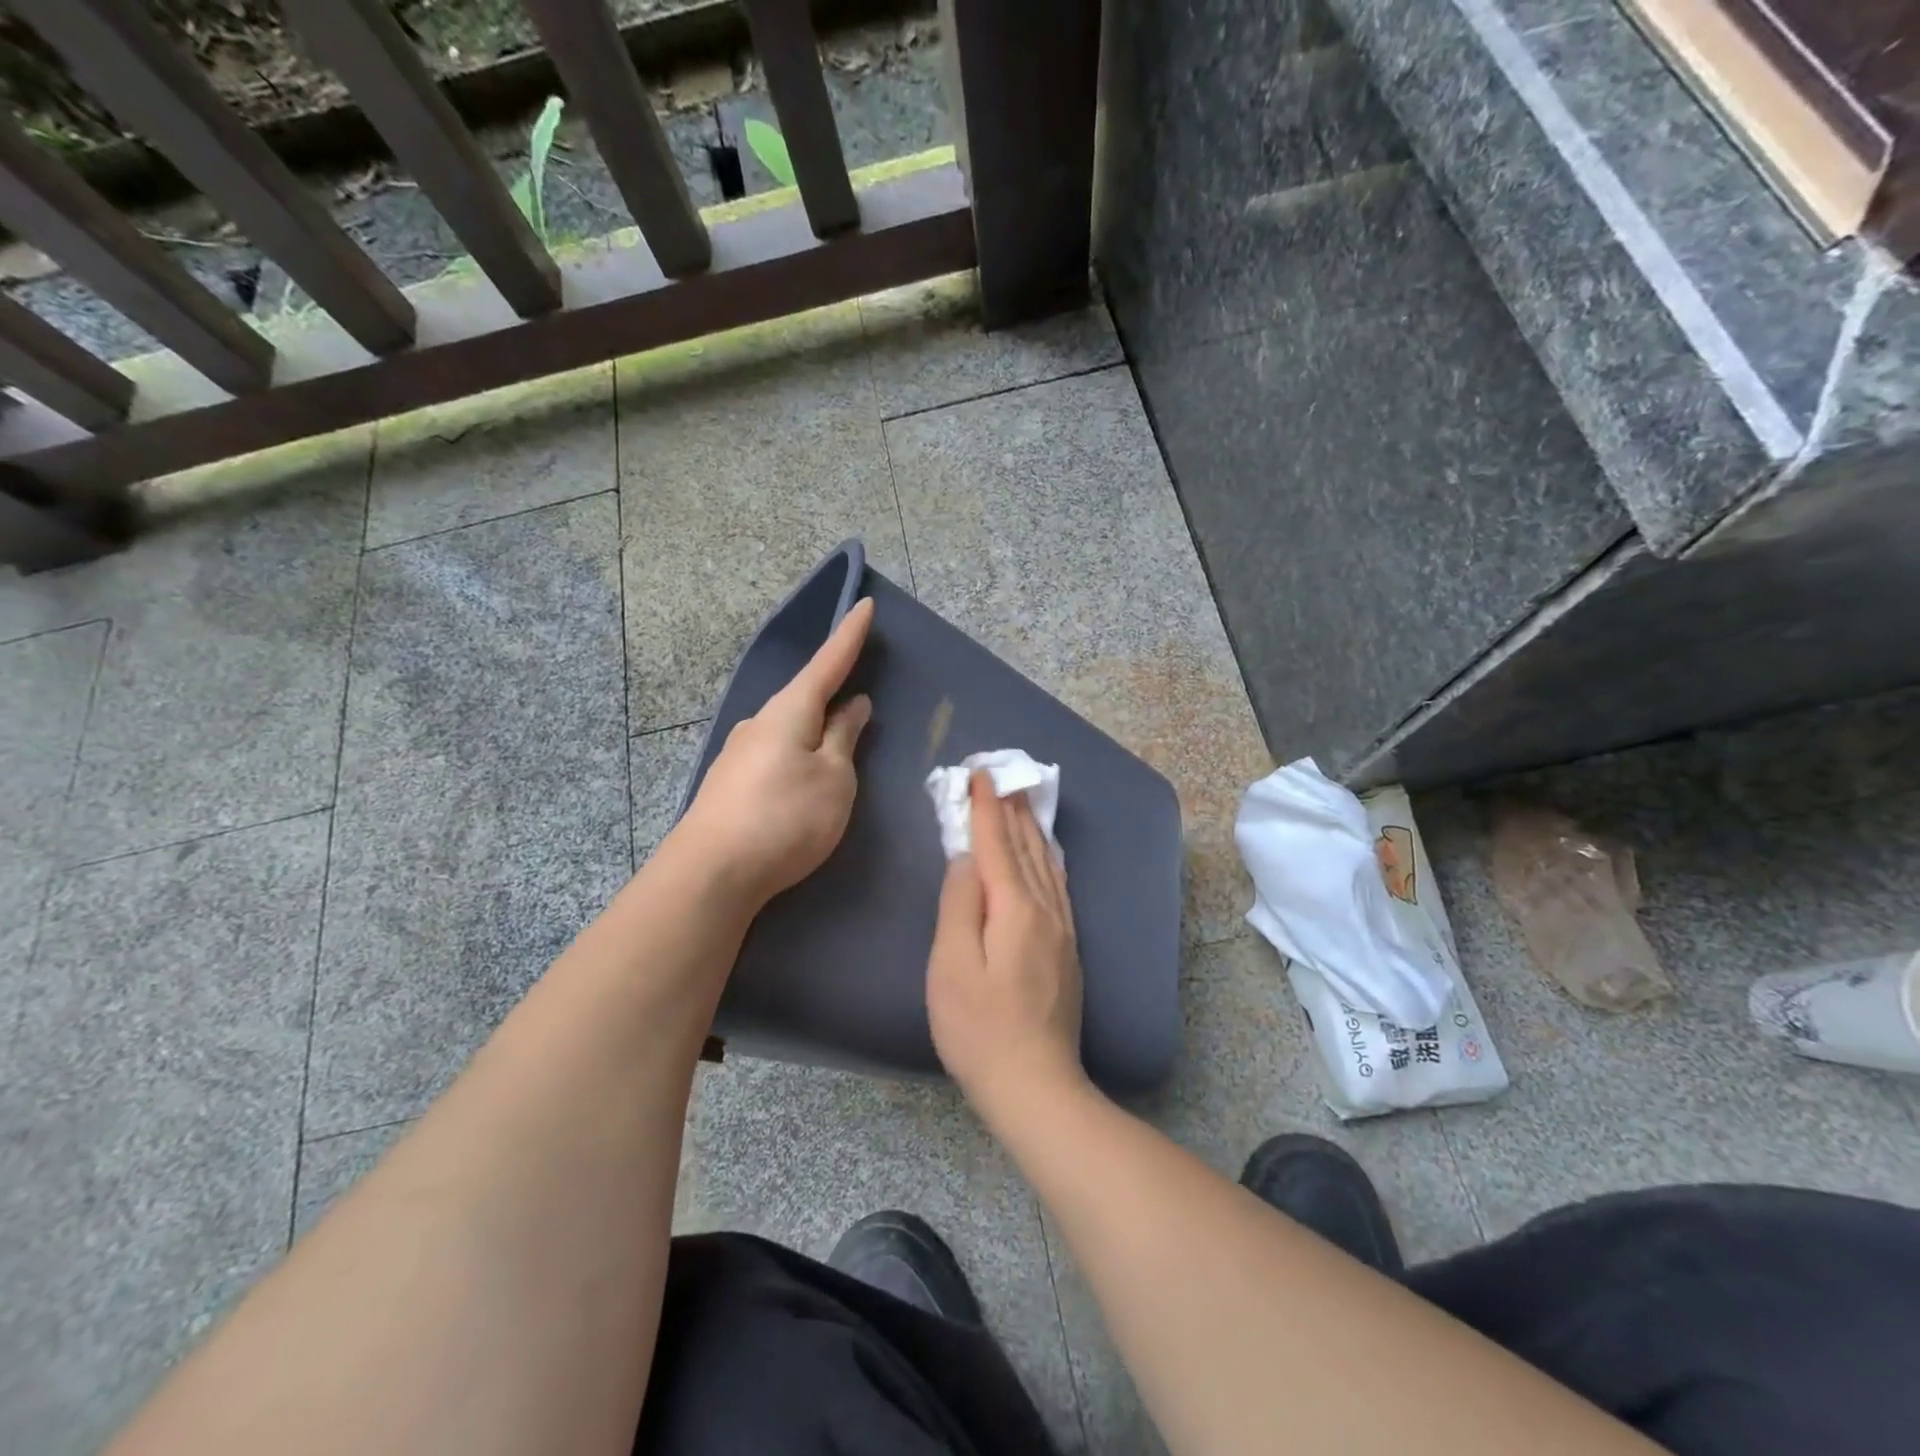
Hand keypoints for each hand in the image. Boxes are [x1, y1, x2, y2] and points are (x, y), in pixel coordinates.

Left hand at [672, 598, 873, 907]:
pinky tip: (803, 776)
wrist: (711, 873)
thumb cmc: (786, 817)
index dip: (849, 636)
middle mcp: (760, 722)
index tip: (864, 605)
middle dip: (832, 691)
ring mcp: (740, 752)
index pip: (828, 663)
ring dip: (816, 728)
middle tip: (860, 695)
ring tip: (839, 746)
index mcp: (790, 711)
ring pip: (789, 728)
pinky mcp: (731, 782)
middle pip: (805, 696)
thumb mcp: (834, 778)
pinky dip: (798, 752)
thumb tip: (853, 705)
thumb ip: (845, 738)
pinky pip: (776, 753)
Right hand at [926, 771, 1085, 1114]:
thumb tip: (967, 857)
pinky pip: (1058, 885)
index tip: (980, 773)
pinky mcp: (1067, 949)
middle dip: (1011, 809)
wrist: (1035, 1084)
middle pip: (1026, 847)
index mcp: (1015, 908)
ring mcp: (1062, 930)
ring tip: (1022, 802)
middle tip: (1000, 774)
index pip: (997, 844)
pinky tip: (1047, 854)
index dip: (986, 807)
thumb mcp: (952, 966)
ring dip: (1031, 828)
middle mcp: (1045, 910)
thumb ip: (959, 905)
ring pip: (1046, 863)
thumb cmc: (979, 1028)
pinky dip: (1048, 858)